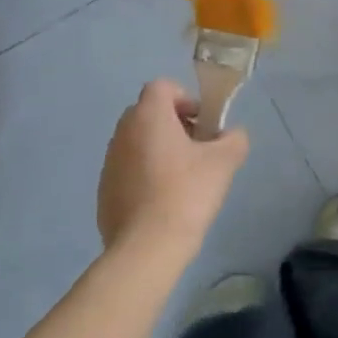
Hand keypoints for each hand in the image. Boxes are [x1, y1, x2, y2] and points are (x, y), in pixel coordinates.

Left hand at [97, 80, 248, 256]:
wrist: (145, 250)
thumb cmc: (186, 194)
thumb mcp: (224, 162)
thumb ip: (234, 139)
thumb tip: (232, 135)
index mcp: (148, 116)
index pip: (162, 87)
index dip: (185, 98)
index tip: (201, 124)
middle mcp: (123, 132)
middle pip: (149, 113)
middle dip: (173, 124)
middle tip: (196, 149)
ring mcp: (109, 163)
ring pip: (137, 142)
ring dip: (158, 149)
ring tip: (181, 179)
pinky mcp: (103, 191)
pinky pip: (128, 170)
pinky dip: (144, 175)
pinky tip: (162, 202)